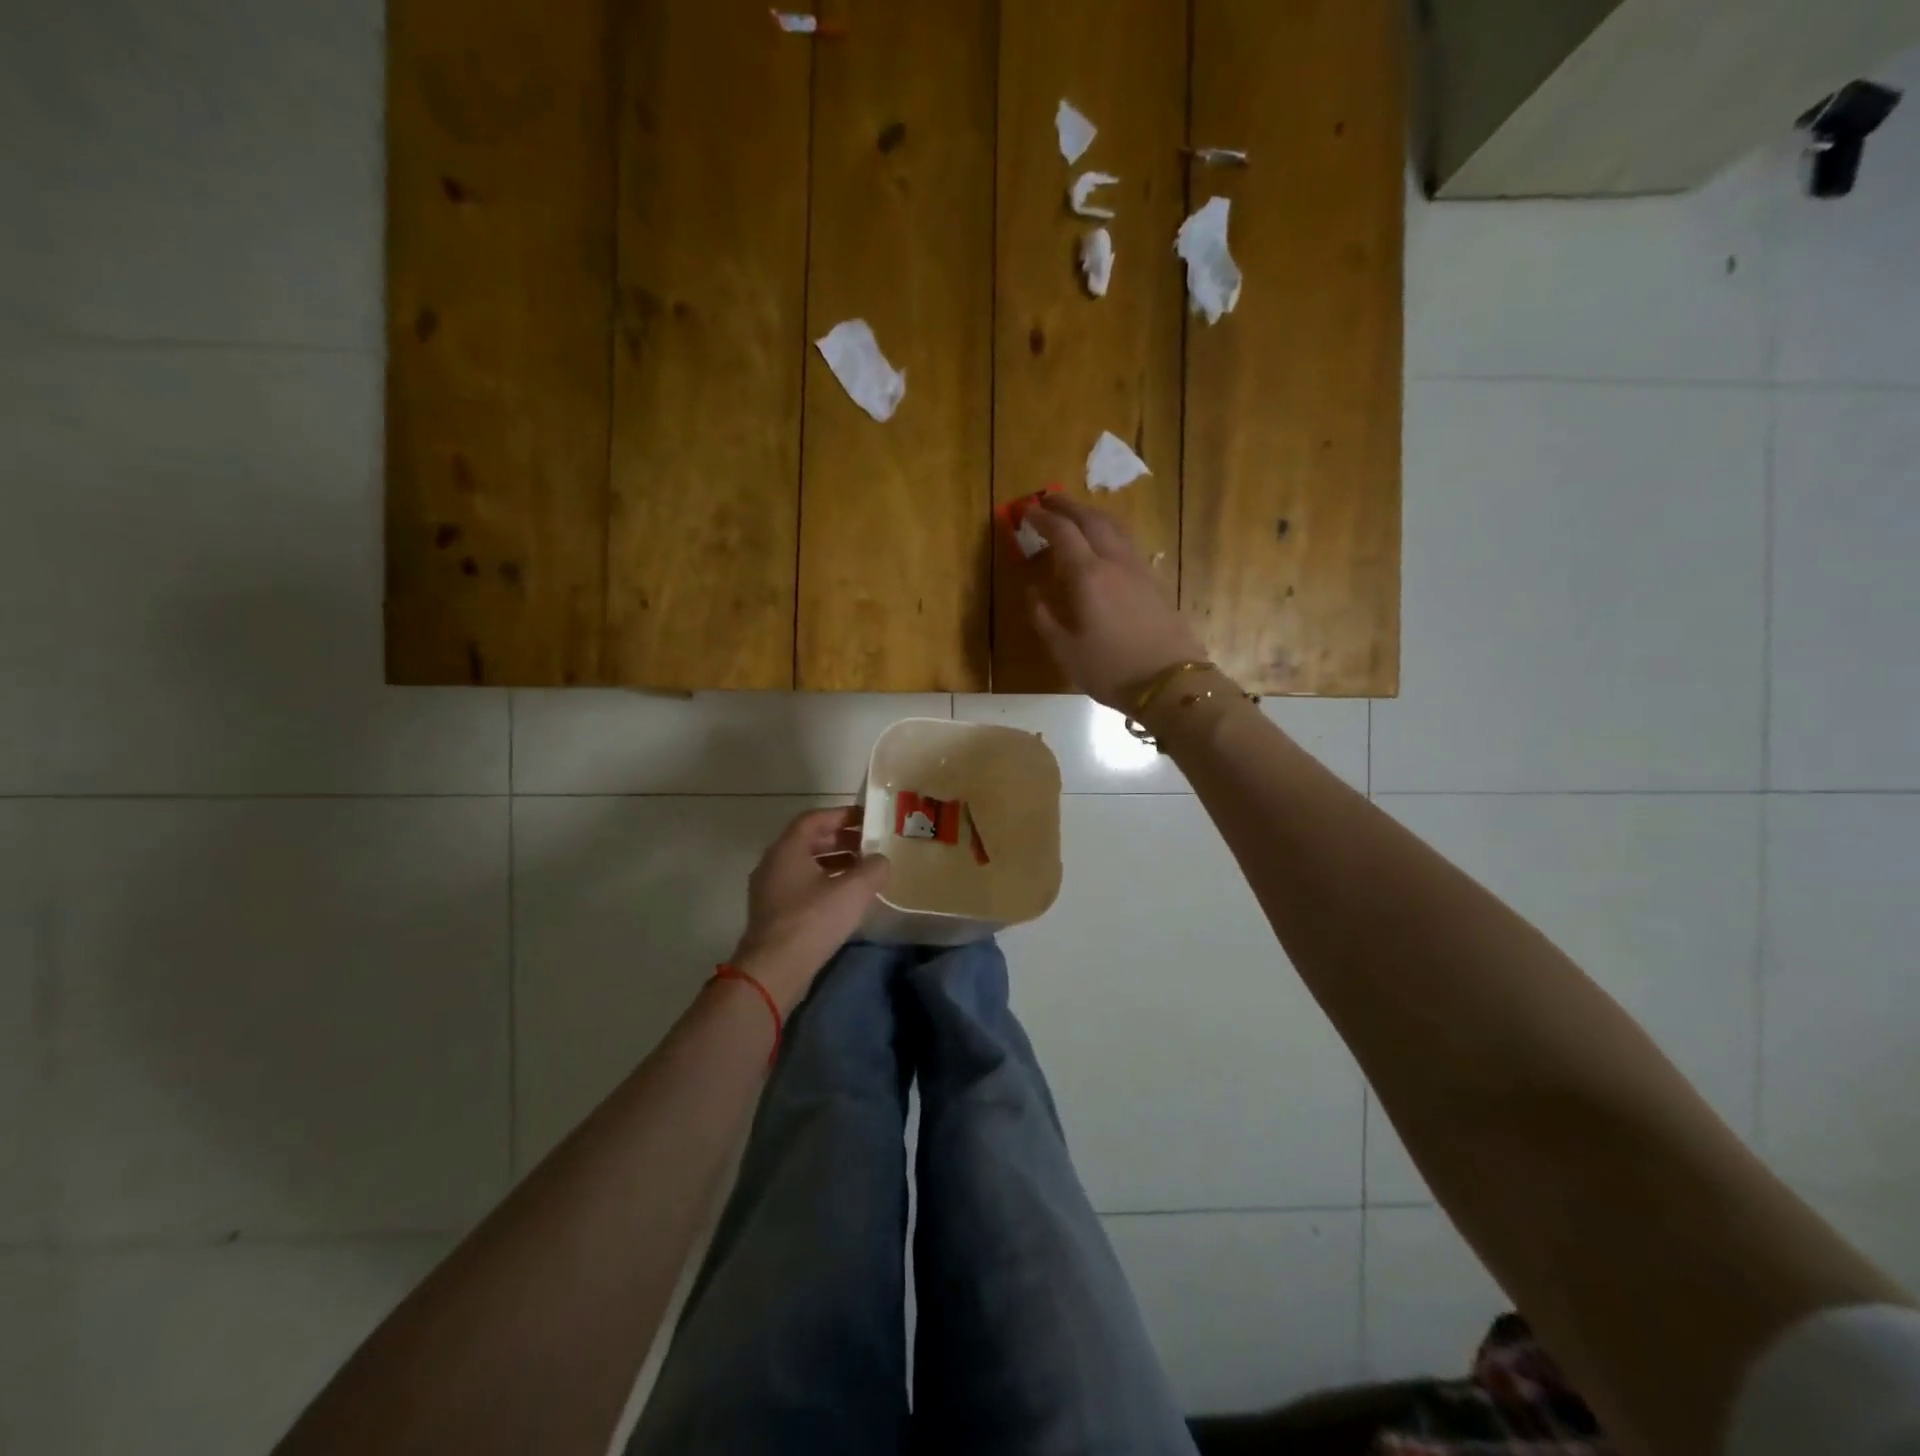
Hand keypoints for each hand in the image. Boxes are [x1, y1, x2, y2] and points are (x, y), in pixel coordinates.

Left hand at [731, 808, 889, 1010]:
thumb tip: (880, 861)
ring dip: (834, 863)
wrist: (773, 971)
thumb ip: (873, 868)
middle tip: (870, 844)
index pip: (815, 818)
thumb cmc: (812, 920)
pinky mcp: (773, 914)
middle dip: (841, 840)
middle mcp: (773, 863)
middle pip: (809, 841)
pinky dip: (824, 883)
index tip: (867, 818)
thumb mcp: (853, 890)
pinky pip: (801, 887)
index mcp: (787, 849)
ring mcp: (770, 890)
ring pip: (805, 866)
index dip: (842, 815)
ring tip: (863, 871)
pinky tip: (846, 899)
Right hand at [1022, 497, 1207, 711]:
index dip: (1042, 519)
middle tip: (1048, 500)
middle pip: (1092, 520)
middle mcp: (1114, 562)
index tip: (1027, 511)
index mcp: (1088, 576)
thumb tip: (1031, 593)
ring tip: (1076, 515)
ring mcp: (1139, 570)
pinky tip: (1104, 544)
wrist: (1170, 683)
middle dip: (1068, 506)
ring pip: (1115, 527)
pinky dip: (1109, 532)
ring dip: (1092, 515)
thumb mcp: (1065, 651)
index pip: (1063, 533)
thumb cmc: (1110, 670)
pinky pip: (1127, 543)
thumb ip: (1044, 618)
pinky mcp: (1154, 582)